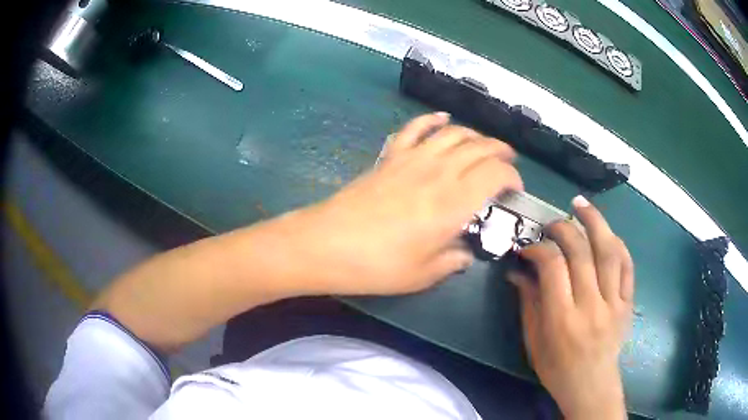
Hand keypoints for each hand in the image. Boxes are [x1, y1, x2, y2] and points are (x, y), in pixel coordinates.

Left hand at [276, 112, 521, 294]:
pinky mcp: (390, 157)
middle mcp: (439, 172)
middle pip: (479, 148)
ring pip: (453, 133)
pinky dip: (431, 120)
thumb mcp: (423, 274)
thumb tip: (464, 254)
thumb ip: (452, 261)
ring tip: (484, 143)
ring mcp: (412, 159)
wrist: (327, 244)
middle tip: (508, 161)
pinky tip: (442, 119)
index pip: (496, 174)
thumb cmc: (377, 265)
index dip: (512, 177)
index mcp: (454, 203)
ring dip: (474, 135)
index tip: (514, 189)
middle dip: (500, 151)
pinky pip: (414, 129)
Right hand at [508, 196, 633, 419]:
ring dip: (595, 222)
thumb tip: (517, 272)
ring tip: (581, 205)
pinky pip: (627, 266)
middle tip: (552, 224)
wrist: (591, 386)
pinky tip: (607, 233)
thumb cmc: (557, 369)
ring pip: (609, 252)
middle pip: (582, 252)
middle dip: (564, 229)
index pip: (552, 268)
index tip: (528, 247)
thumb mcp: (534, 342)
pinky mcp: (628, 303)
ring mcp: (614, 303)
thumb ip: (528, 303)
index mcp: (562, 320)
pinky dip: (618, 244)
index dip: (539, 249)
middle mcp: (591, 306)